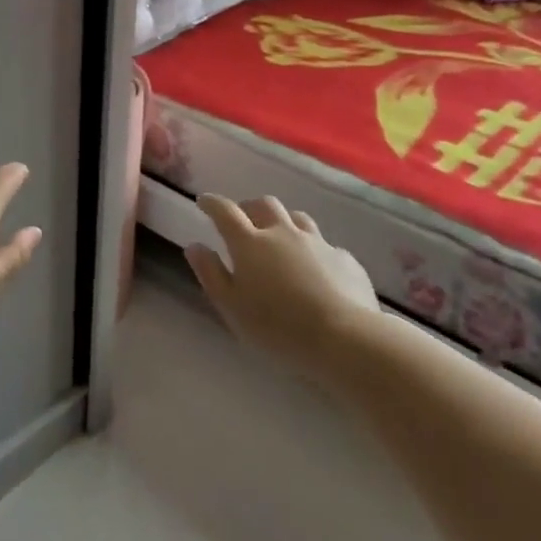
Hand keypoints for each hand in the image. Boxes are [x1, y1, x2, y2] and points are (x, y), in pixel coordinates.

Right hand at [186, 195, 379, 375]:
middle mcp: (283, 233)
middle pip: (264, 205)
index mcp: (250, 243)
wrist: (345, 339)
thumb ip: (211, 273)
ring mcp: (318, 243)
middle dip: (249, 207)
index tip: (203, 202)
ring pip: (297, 218)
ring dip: (283, 222)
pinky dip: (313, 250)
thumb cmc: (277, 326)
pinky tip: (316, 269)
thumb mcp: (231, 306)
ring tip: (279, 238)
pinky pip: (325, 245)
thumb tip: (195, 246)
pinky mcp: (345, 259)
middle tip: (242, 220)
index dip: (212, 203)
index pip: (225, 211)